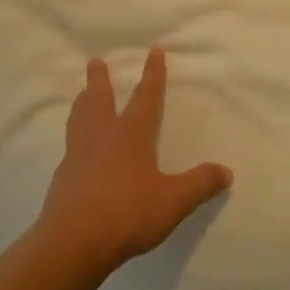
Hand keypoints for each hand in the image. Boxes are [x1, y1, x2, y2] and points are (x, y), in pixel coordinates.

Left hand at [35, 48, 232, 273]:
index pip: (146, 97)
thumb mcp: (173, 201)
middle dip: (100, 79)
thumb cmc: (128, 212)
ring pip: (79, 117)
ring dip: (82, 102)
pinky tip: (76, 145)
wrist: (75, 239)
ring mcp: (77, 153)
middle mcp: (101, 135)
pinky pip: (70, 144)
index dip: (152, 74)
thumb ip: (199, 184)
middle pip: (99, 99)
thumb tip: (226, 172)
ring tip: (82, 94)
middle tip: (94, 61)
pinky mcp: (63, 174)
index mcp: (130, 134)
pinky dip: (74, 134)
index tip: (153, 51)